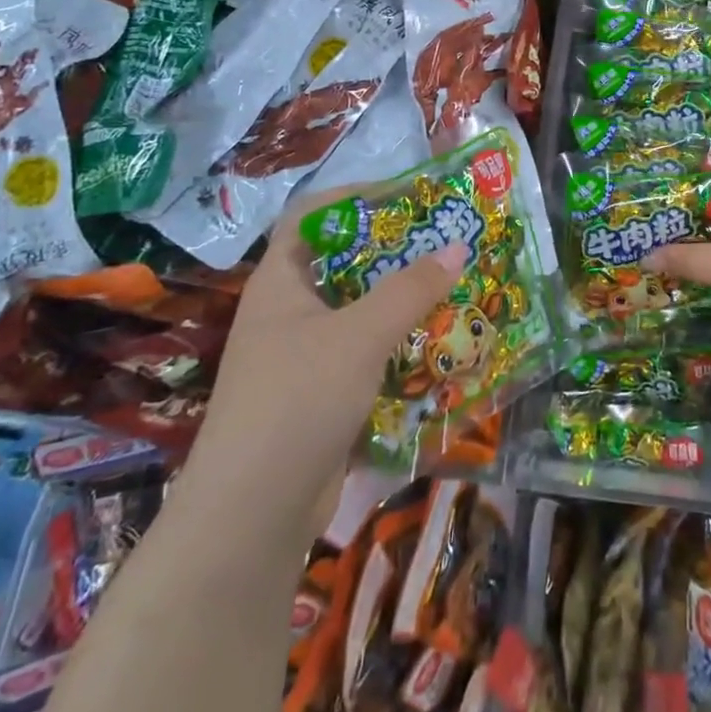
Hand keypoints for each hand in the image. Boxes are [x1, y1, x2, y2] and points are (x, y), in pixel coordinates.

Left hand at [186, 187, 466, 517]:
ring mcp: (303, 355)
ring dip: (401, 300)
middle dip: (394, 251)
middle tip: (446, 242)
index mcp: (281, 281)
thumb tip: (458, 248)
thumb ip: (411, 290)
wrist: (252, 515)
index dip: (356, 196)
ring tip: (453, 287)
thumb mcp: (360, 335)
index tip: (408, 197)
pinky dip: (398, 343)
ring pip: (359, 310)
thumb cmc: (297, 399)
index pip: (312, 215)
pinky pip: (365, 353)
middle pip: (344, 262)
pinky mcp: (321, 395)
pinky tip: (437, 343)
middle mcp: (288, 311)